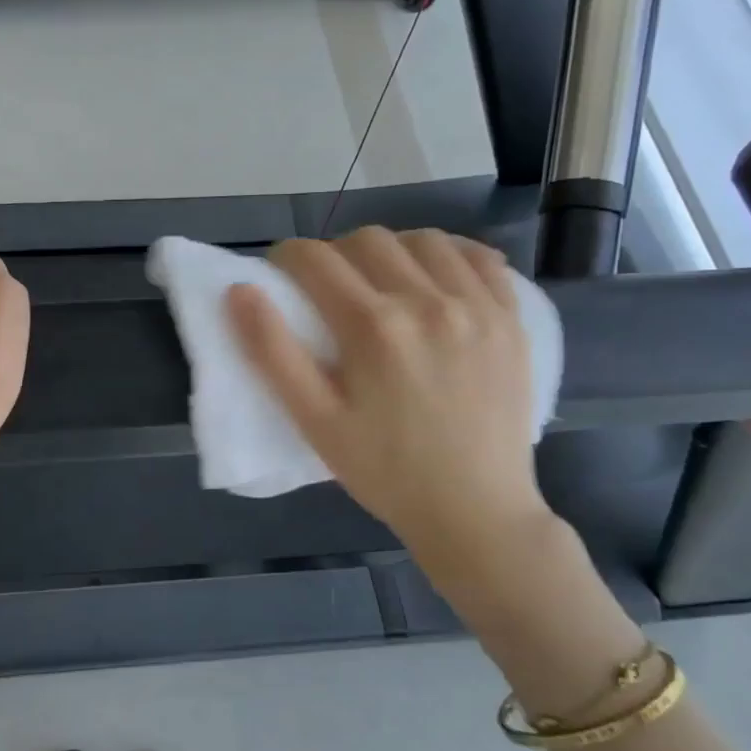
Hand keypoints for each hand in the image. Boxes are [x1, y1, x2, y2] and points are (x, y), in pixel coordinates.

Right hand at [227, 227, 553, 575]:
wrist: (475, 511)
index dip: (287, 257)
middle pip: (367, 240)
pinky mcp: (511, 319)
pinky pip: (480, 258)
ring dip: (391, 249)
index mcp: (372, 327)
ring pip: (423, 240)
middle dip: (335, 252)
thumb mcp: (315, 421)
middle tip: (327, 287)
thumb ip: (272, 352)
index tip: (280, 274)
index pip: (315, 259)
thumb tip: (240, 291)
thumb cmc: (384, 471)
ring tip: (381, 281)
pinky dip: (450, 254)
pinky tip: (435, 277)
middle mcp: (427, 301)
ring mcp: (477, 306)